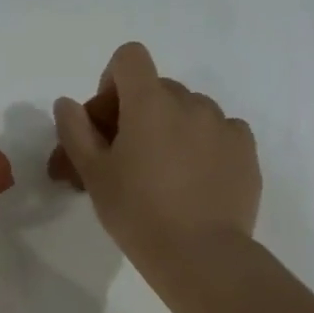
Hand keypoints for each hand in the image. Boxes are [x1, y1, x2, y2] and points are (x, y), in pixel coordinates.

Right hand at [52, 43, 260, 280]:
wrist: (199, 254)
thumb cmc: (136, 212)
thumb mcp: (93, 173)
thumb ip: (75, 130)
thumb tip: (67, 103)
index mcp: (150, 103)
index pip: (130, 58)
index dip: (112, 81)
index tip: (107, 121)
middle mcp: (191, 102)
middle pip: (157, 88)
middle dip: (137, 112)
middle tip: (123, 156)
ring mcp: (223, 125)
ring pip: (188, 110)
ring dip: (170, 128)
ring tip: (161, 172)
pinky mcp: (246, 150)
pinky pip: (219, 131)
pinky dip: (202, 144)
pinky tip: (193, 179)